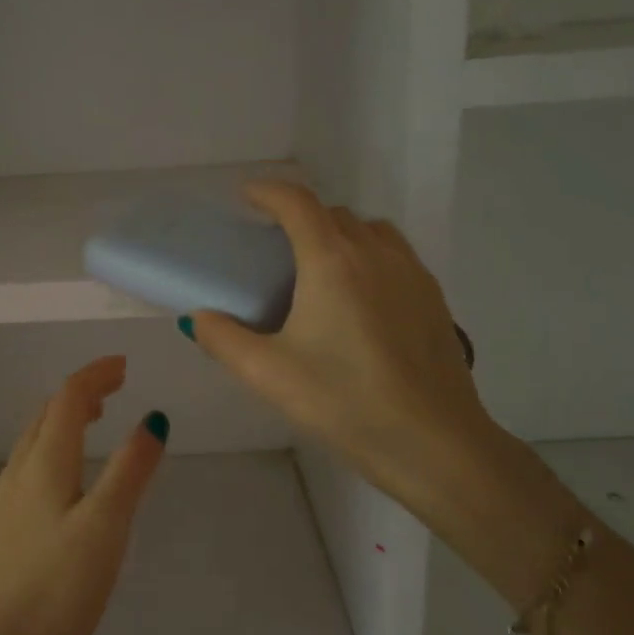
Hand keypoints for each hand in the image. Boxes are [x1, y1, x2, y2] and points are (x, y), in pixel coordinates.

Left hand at [0, 356, 167, 634]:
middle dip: (79, 393)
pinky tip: (66, 476)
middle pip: (46, 415)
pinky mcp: (3, 531)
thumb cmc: (56, 588)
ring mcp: (6, 503)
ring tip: (93, 420)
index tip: (124, 365)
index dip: (95, 375)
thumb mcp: (105, 526)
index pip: (67, 399)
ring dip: (63, 419)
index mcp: (44, 464)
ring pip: (34, 441)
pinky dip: (54, 449)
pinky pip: (30, 468)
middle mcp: (19, 473)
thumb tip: (153, 418)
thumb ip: (130, 470)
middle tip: (112, 388)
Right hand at [184, 182, 499, 526]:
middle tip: (275, 249)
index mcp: (332, 261)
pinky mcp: (434, 299)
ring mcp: (412, 273)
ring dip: (340, 234)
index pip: (298, 203)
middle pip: (334, 214)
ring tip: (320, 269)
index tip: (247, 197)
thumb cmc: (344, 402)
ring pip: (371, 232)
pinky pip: (396, 256)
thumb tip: (199, 318)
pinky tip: (360, 301)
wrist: (433, 442)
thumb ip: (223, 340)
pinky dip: (370, 257)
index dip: (268, 192)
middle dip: (301, 217)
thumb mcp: (268, 374)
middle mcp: (376, 253)